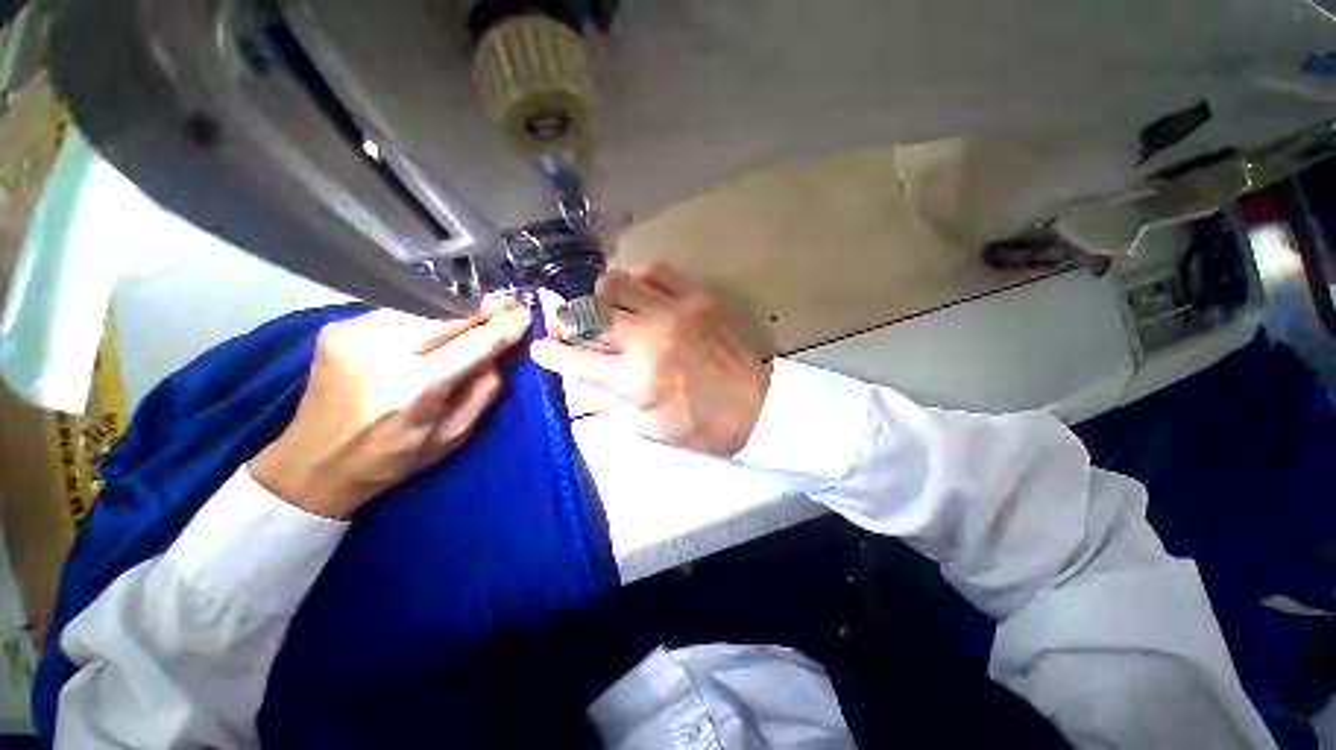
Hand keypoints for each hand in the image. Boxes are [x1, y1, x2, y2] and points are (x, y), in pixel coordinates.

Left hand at [250, 303, 531, 518]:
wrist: (314, 462)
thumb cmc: (391, 457)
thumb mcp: (452, 436)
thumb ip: (483, 392)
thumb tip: (498, 356)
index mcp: (415, 389)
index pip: (473, 344)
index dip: (502, 326)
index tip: (524, 314)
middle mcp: (382, 354)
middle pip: (446, 315)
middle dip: (482, 308)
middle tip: (508, 304)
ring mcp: (353, 335)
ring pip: (420, 306)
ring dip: (454, 308)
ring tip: (477, 312)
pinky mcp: (337, 328)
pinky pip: (396, 311)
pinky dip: (423, 314)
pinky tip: (434, 323)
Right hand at [531, 263, 769, 455]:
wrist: (754, 406)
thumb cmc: (700, 426)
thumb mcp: (647, 428)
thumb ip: (604, 403)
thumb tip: (573, 380)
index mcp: (636, 379)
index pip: (574, 359)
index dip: (550, 353)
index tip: (541, 348)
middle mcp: (649, 338)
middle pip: (587, 312)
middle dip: (566, 318)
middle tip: (567, 326)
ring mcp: (674, 311)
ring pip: (616, 283)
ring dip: (599, 296)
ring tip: (603, 310)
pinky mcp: (696, 297)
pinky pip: (654, 270)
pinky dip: (635, 278)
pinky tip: (634, 293)